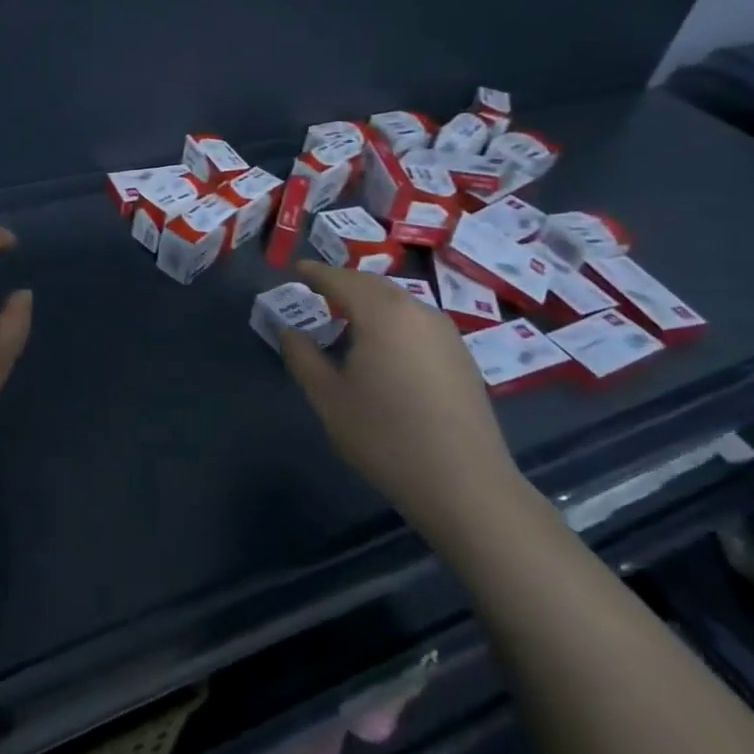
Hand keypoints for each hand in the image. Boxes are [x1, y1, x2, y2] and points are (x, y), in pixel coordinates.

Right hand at [278, 261, 522, 544]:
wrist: (464, 483)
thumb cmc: (385, 436)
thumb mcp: (328, 397)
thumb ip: (303, 356)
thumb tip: (289, 330)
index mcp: (382, 313)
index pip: (341, 279)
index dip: (316, 273)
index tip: (296, 269)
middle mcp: (417, 311)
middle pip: (374, 285)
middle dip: (344, 283)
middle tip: (318, 291)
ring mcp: (446, 332)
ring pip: (399, 302)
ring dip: (370, 302)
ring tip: (347, 318)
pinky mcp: (462, 356)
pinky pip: (417, 321)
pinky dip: (393, 320)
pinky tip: (384, 346)